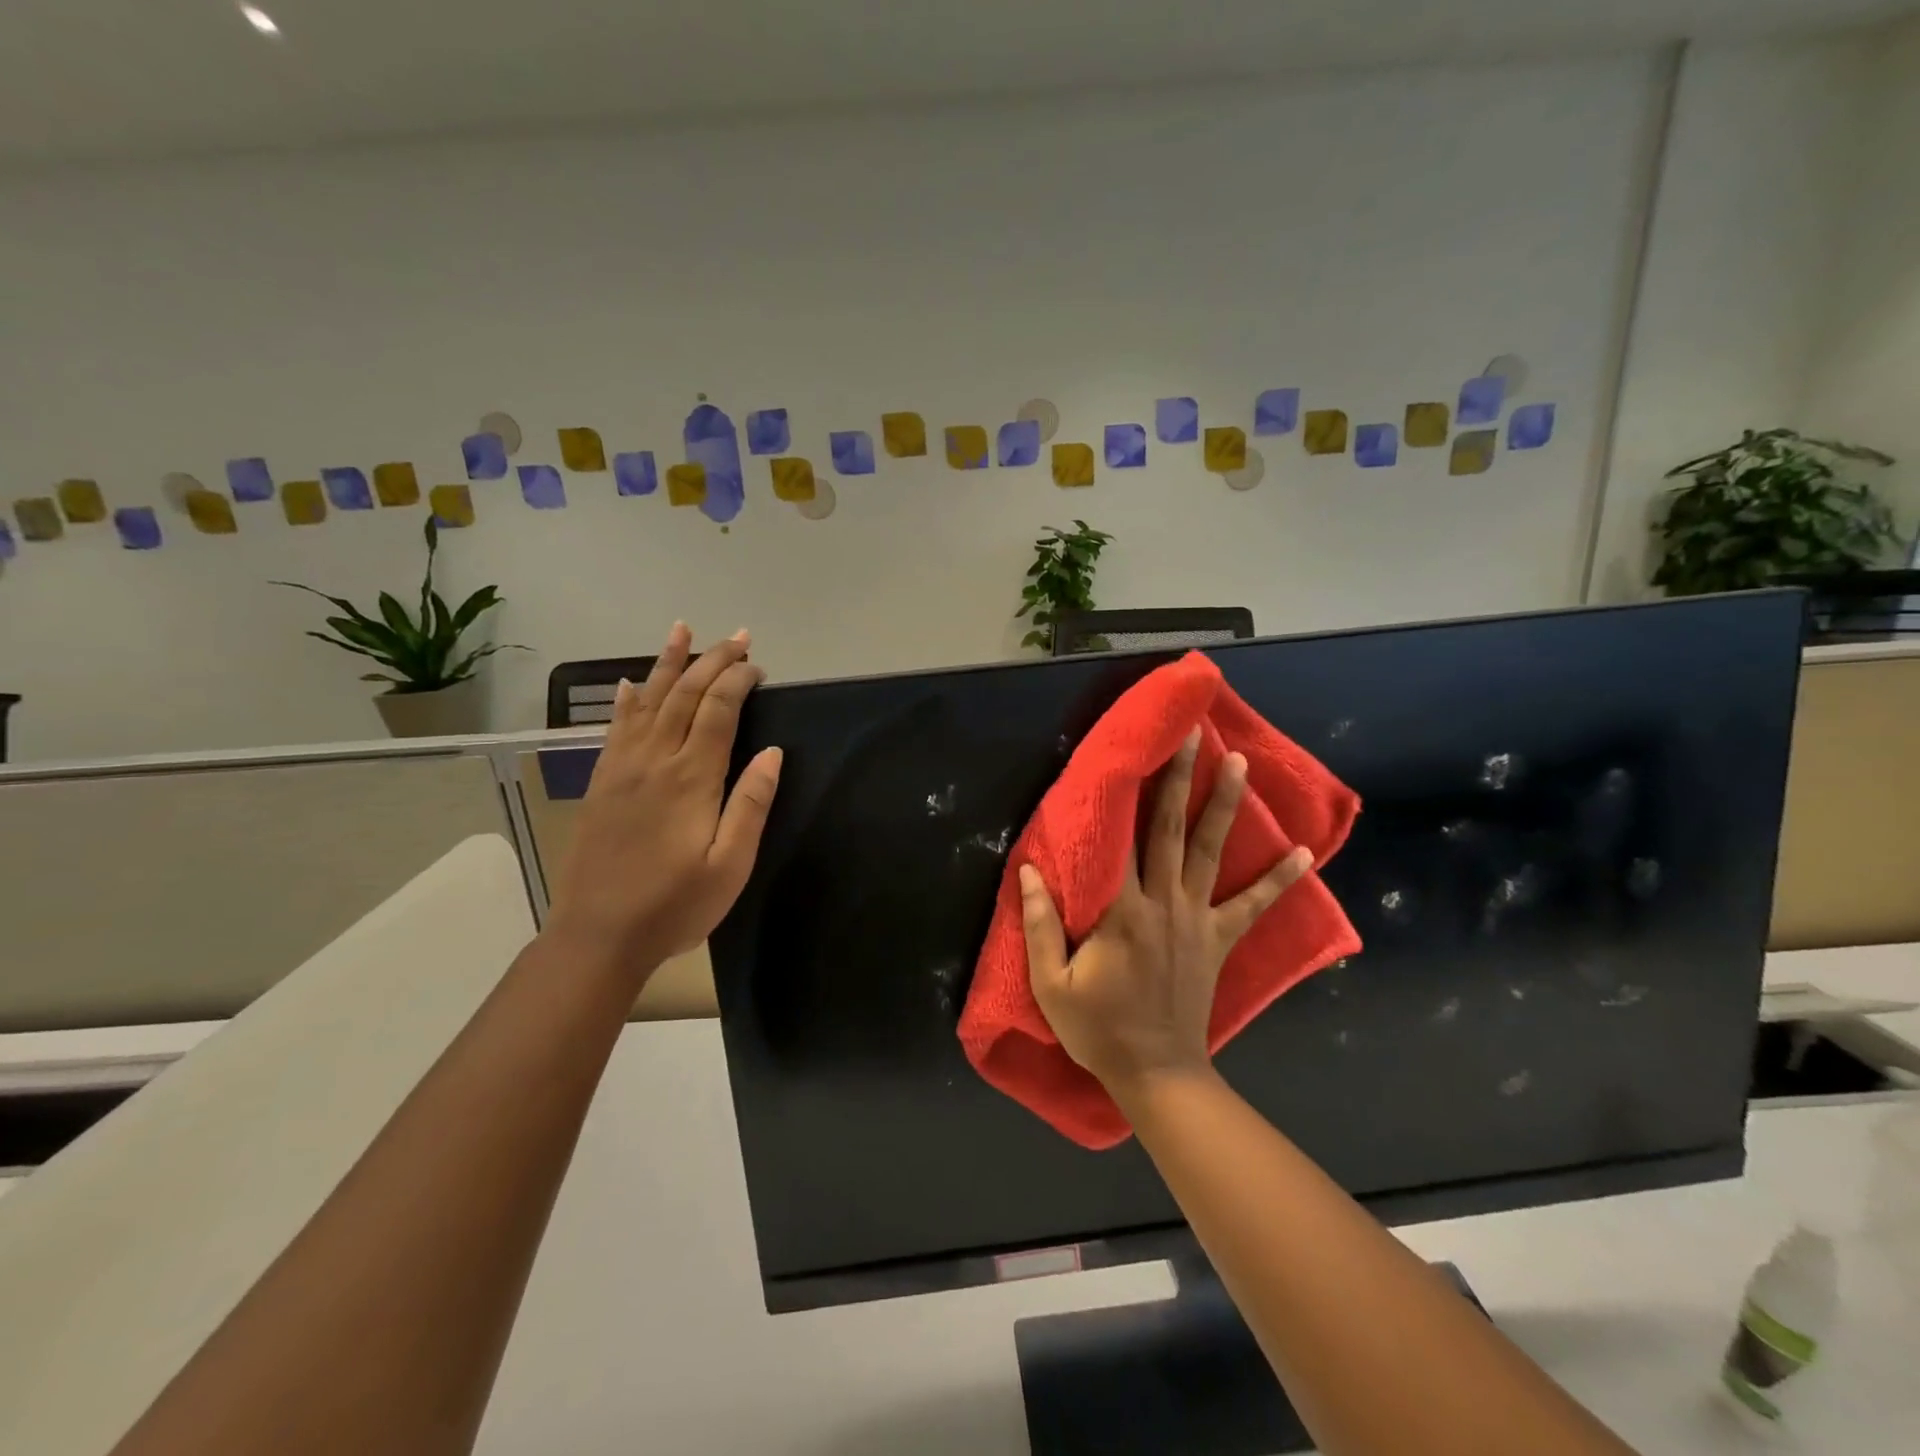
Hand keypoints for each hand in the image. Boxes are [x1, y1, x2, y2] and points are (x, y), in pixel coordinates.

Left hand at [544, 623, 781, 984]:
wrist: (598, 936)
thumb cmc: (675, 906)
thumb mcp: (730, 865)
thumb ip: (751, 805)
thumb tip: (773, 752)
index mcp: (692, 779)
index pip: (718, 711)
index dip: (739, 681)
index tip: (759, 666)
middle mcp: (655, 761)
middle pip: (685, 696)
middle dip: (713, 661)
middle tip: (737, 636)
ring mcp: (622, 769)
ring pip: (648, 701)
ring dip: (669, 664)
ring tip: (681, 630)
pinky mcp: (602, 783)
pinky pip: (616, 728)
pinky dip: (627, 700)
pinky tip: (630, 684)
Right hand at [1018, 729, 1312, 1098]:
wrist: (1156, 1073)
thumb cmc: (1098, 1028)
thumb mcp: (1051, 984)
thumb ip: (1039, 925)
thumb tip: (1027, 871)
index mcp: (1120, 911)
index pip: (1123, 840)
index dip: (1129, 793)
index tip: (1136, 754)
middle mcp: (1163, 903)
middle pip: (1171, 830)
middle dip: (1181, 779)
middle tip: (1194, 736)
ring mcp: (1197, 920)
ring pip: (1211, 852)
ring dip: (1225, 805)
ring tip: (1240, 764)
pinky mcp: (1218, 940)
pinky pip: (1253, 906)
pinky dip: (1278, 879)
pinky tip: (1303, 853)